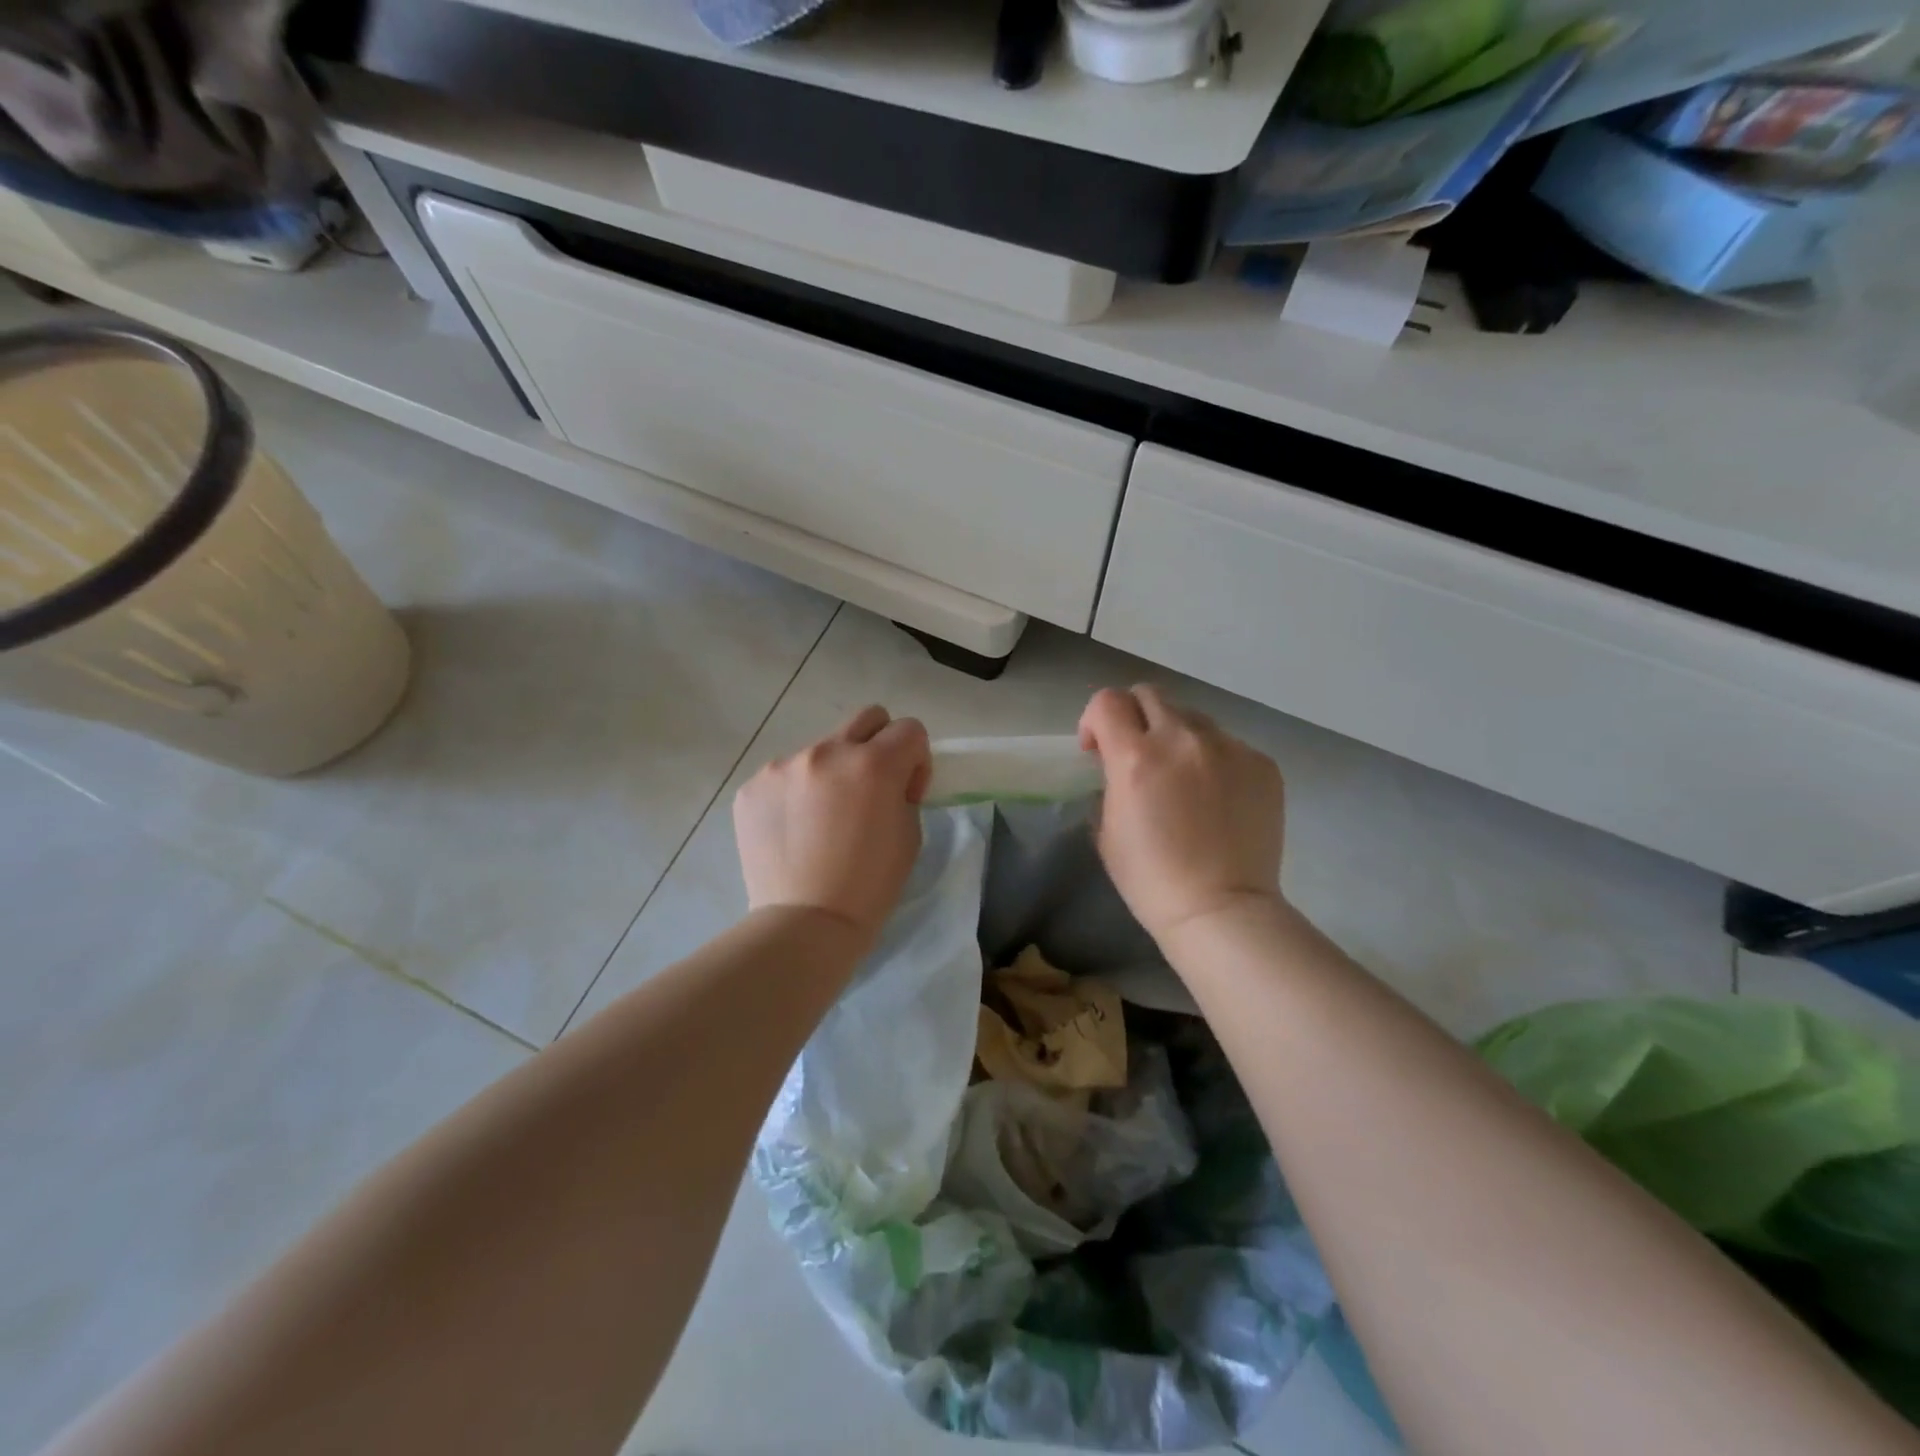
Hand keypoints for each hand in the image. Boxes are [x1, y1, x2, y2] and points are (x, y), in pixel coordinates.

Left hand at [734, 705, 931, 948]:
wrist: (805, 923)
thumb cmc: (870, 886)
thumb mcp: (909, 834)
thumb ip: (901, 791)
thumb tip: (887, 781)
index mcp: (873, 764)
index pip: (909, 729)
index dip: (916, 759)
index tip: (906, 792)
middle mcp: (827, 752)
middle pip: (867, 718)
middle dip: (879, 744)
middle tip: (871, 787)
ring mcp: (784, 766)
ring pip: (822, 748)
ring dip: (832, 772)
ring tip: (823, 819)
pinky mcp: (753, 786)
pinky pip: (786, 774)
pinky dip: (797, 793)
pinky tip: (794, 830)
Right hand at [1078, 686, 1285, 943]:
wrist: (1220, 910)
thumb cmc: (1150, 879)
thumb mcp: (1106, 830)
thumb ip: (1109, 783)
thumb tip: (1120, 766)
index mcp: (1136, 757)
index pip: (1107, 701)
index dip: (1094, 720)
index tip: (1097, 749)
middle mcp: (1182, 739)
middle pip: (1149, 695)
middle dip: (1134, 718)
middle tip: (1137, 754)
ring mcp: (1228, 748)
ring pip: (1192, 718)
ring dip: (1176, 737)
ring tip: (1183, 778)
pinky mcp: (1261, 763)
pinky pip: (1228, 744)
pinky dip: (1214, 760)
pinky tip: (1216, 798)